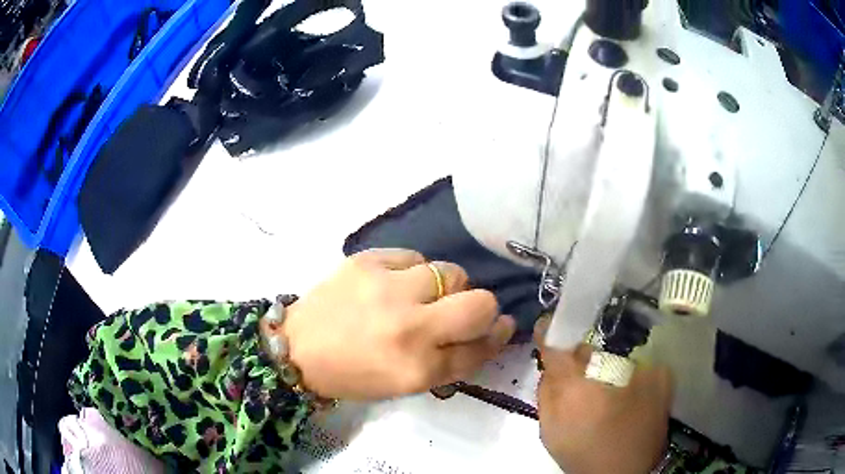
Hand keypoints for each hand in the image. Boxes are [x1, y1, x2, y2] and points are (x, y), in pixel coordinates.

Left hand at [282, 249, 515, 400]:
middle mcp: (408, 327)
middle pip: (480, 304)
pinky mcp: (366, 261)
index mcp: (417, 368)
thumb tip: (491, 329)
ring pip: (451, 272)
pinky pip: (414, 257)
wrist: (297, 348)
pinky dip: (412, 271)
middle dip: (482, 308)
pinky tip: (392, 284)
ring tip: (418, 297)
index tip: (502, 326)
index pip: (480, 348)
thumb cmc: (354, 374)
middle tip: (460, 311)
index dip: (498, 336)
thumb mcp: (407, 383)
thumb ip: (453, 360)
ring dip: (445, 287)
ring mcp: (386, 289)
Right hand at [535, 317, 672, 473]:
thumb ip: (546, 392)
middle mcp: (611, 370)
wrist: (628, 471)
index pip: (559, 345)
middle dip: (581, 357)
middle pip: (589, 348)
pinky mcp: (661, 375)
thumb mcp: (551, 431)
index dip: (550, 333)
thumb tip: (550, 364)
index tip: (548, 327)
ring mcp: (641, 369)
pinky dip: (630, 374)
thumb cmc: (583, 455)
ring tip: (608, 391)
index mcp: (577, 387)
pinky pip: (638, 363)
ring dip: (606, 367)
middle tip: (581, 376)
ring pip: (614, 354)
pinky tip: (629, 394)